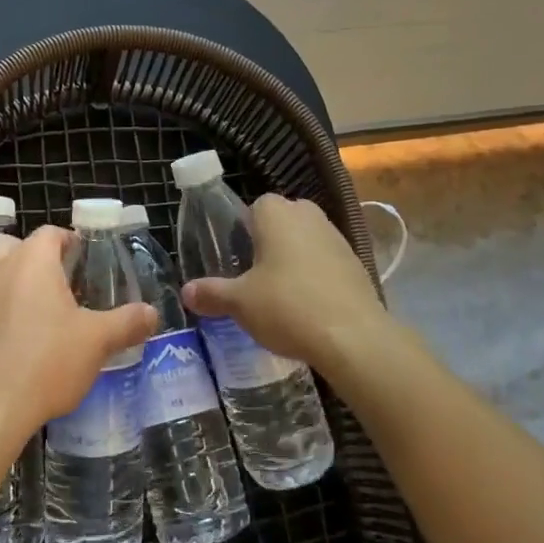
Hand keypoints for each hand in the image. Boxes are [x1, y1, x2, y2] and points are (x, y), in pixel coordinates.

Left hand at [0, 226, 157, 455]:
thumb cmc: (48, 361)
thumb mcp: (98, 341)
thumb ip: (127, 322)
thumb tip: (152, 313)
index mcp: (33, 261)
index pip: (50, 233)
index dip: (68, 241)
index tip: (84, 259)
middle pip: (9, 242)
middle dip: (29, 252)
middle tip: (53, 278)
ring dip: (0, 270)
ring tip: (22, 293)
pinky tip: (6, 324)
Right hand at [182, 195, 389, 375]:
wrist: (352, 337)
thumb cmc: (287, 307)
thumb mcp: (240, 303)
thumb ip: (212, 293)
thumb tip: (186, 291)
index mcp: (277, 214)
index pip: (256, 205)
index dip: (244, 228)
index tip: (236, 256)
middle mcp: (309, 216)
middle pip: (284, 220)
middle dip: (270, 241)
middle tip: (255, 274)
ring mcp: (337, 238)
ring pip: (307, 240)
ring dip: (295, 259)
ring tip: (280, 294)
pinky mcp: (357, 264)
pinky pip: (327, 261)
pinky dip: (317, 277)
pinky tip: (308, 306)